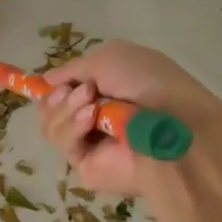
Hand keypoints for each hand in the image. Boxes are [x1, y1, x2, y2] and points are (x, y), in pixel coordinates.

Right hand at [38, 41, 221, 196]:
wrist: (174, 126)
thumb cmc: (150, 84)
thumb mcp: (110, 57)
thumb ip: (73, 68)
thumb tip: (47, 80)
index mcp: (105, 90)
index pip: (65, 90)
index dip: (54, 86)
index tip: (52, 82)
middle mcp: (95, 116)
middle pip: (50, 108)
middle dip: (58, 97)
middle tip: (82, 91)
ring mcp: (89, 142)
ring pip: (50, 125)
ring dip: (65, 109)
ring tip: (91, 105)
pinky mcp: (85, 164)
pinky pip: (62, 142)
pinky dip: (72, 127)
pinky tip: (91, 119)